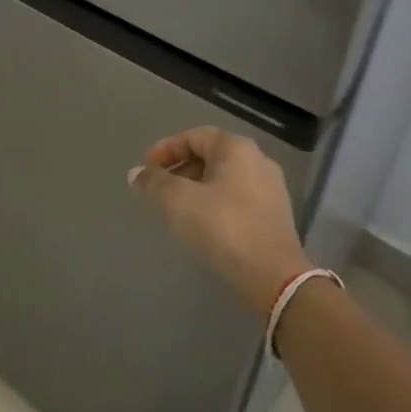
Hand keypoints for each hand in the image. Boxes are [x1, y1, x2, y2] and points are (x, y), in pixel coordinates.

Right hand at [128, 127, 310, 314]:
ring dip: (196, 188)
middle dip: (181, 169)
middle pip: (211, 156)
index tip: (146, 167)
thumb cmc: (223, 226)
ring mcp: (271, 189)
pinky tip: (201, 224)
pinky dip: (214, 203)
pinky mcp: (274, 216)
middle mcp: (258, 161)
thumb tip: (136, 173)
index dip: (167, 148)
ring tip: (175, 209)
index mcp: (237, 149)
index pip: (196, 136)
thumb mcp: (178, 201)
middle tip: (159, 188)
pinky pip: (237, 199)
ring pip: (224, 179)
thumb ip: (155, 183)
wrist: (272, 275)